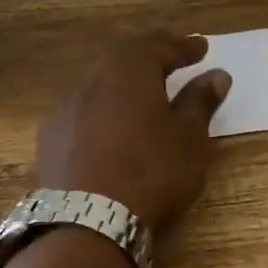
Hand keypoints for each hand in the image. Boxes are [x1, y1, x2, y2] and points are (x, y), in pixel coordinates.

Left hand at [36, 35, 229, 231]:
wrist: (88, 221)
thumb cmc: (151, 171)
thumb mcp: (189, 137)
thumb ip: (200, 101)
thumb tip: (216, 75)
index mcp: (129, 68)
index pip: (160, 46)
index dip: (184, 46)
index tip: (202, 48)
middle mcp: (92, 77)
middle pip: (125, 57)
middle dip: (150, 56)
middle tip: (171, 60)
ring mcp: (66, 106)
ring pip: (100, 81)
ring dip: (123, 82)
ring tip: (142, 92)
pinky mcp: (51, 135)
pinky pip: (83, 107)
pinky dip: (103, 107)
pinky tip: (110, 123)